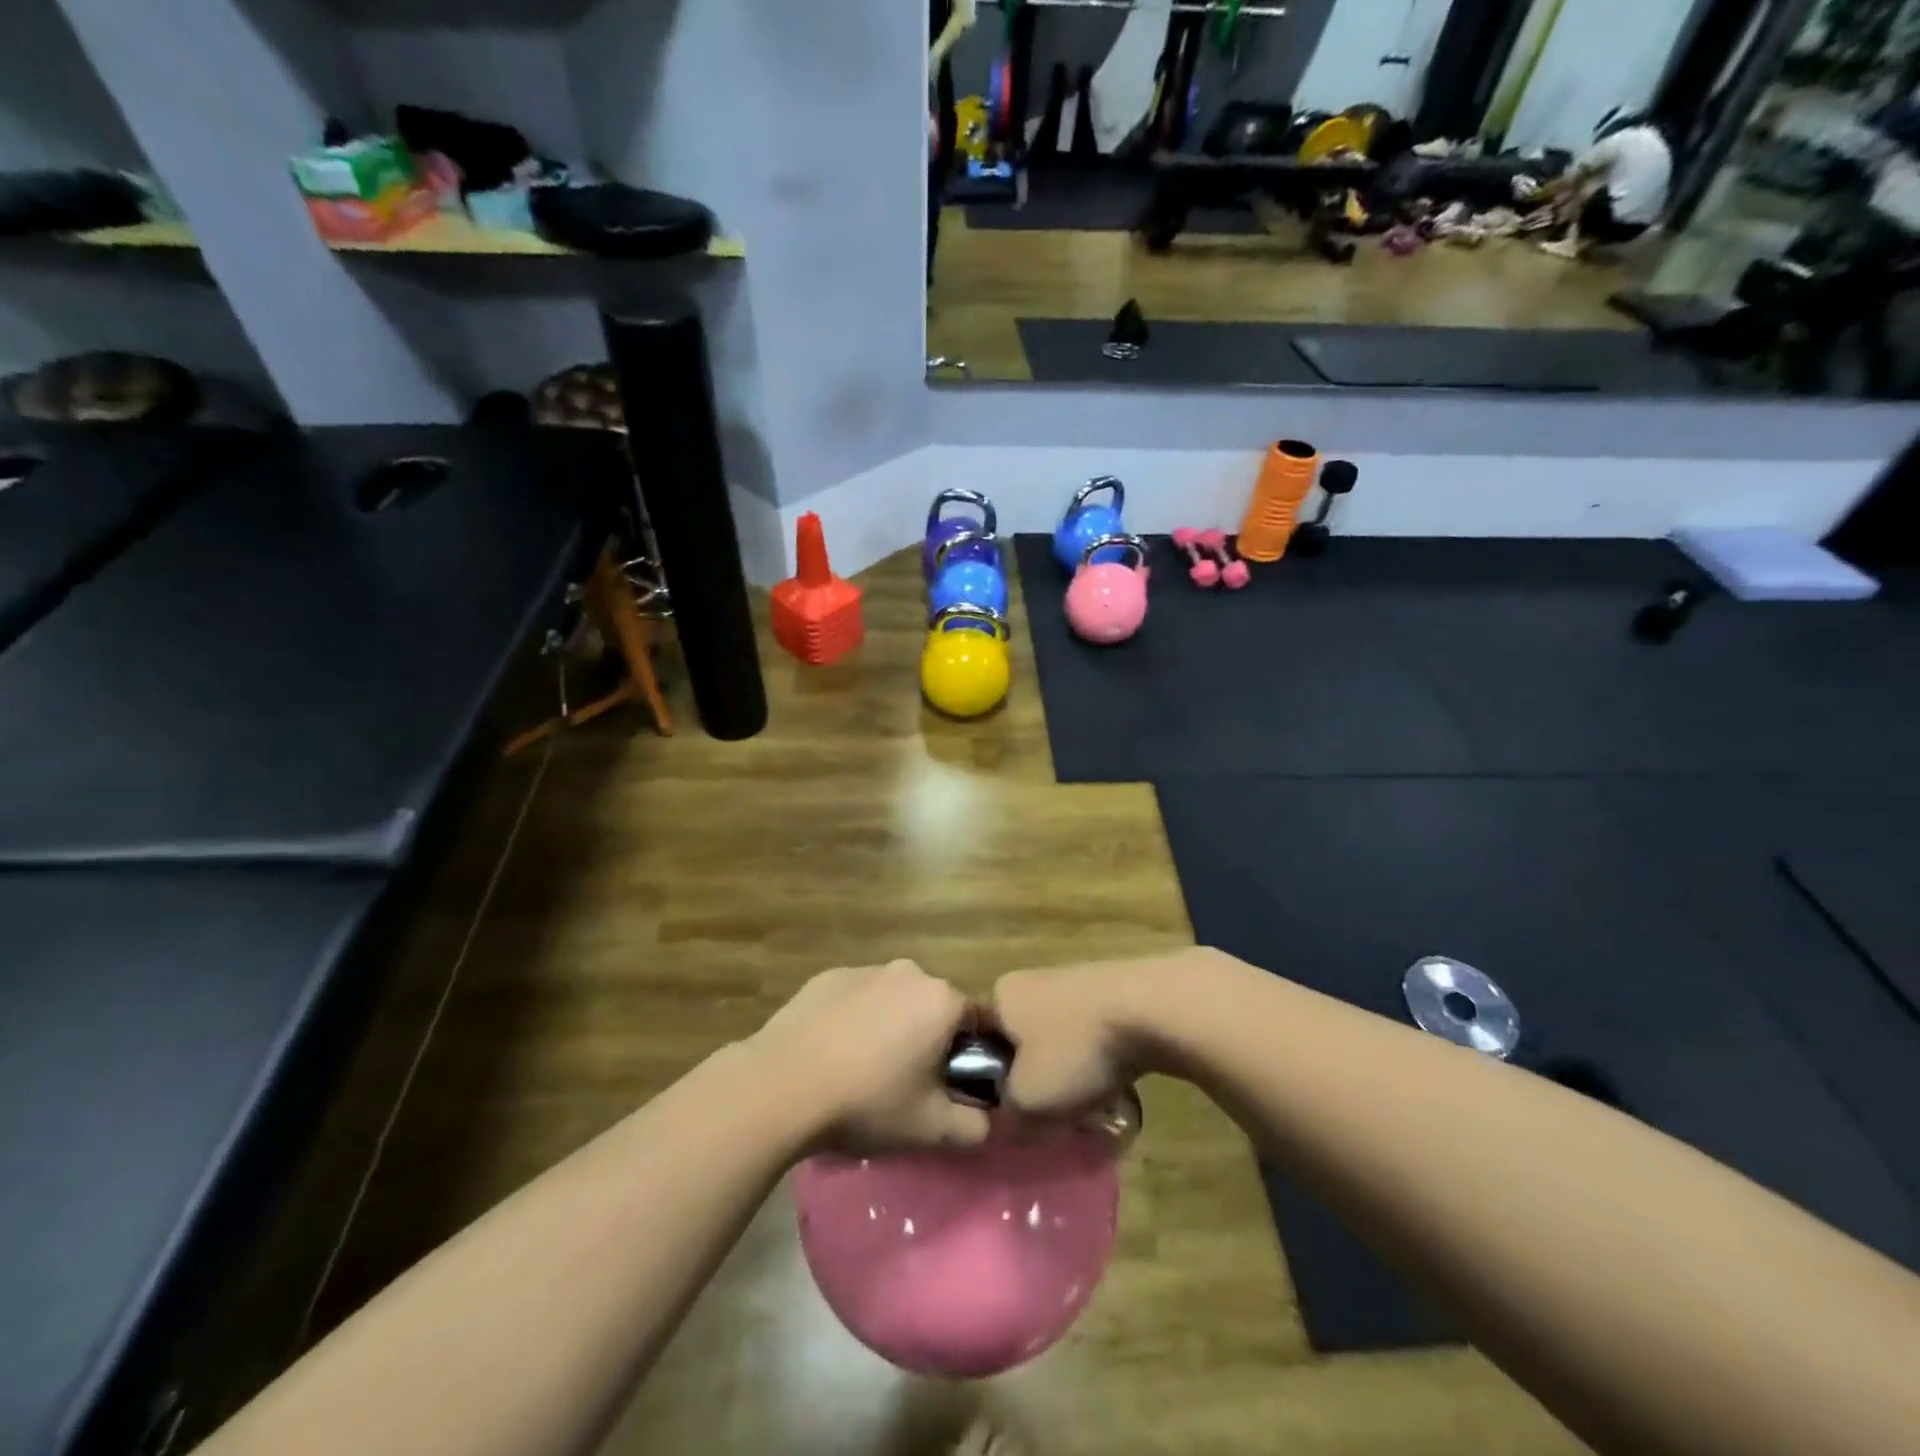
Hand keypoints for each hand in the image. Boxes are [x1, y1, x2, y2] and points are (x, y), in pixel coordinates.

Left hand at [749, 961, 987, 1152]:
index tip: (954, 1085)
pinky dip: (855, 1019)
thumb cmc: (866, 1101)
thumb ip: (974, 1126)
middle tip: (909, 1083)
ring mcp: (865, 970)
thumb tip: (989, 1121)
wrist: (781, 1085)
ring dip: (892, 1026)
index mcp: (942, 1001)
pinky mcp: (828, 977)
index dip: (972, 1054)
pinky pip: (857, 997)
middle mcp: (909, 973)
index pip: (978, 1021)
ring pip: (894, 999)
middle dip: (930, 1038)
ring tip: (865, 1070)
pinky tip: (834, 1053)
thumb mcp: (930, 1129)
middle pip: (934, 1006)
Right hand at [991, 957, 1170, 1116]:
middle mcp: (1031, 980)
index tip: (1015, 1114)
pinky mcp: (1110, 989)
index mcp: (1001, 995)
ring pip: (1060, 1042)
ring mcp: (1072, 980)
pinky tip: (1116, 1081)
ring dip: (1071, 1073)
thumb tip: (1009, 1122)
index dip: (994, 1084)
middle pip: (1023, 1045)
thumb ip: (1007, 1116)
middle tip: (1053, 1114)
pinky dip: (1099, 1059)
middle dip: (1037, 1080)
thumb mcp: (1027, 1100)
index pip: (982, 1045)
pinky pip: (1092, 1035)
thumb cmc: (1074, 1049)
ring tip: (1089, 1103)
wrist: (1150, 1009)